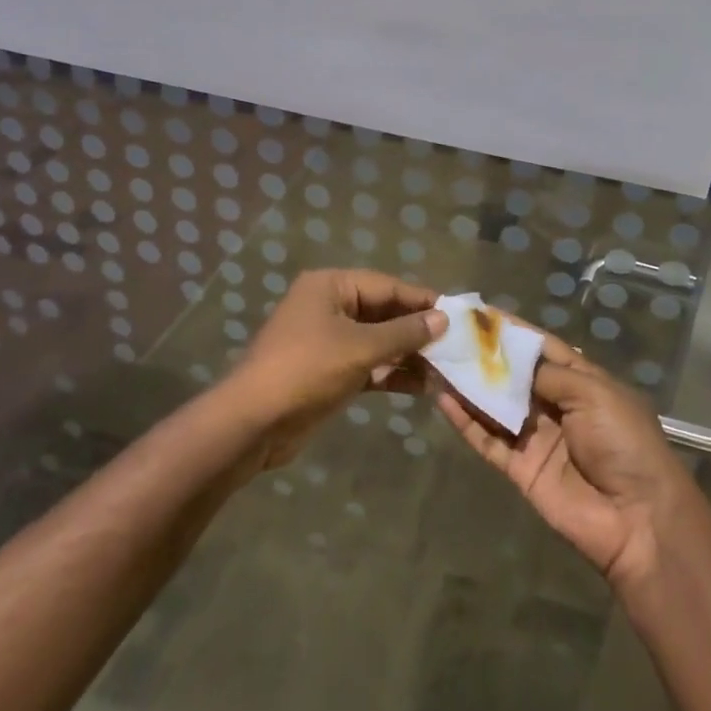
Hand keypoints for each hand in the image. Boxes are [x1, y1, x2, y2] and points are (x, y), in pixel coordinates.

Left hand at [225, 268, 445, 467]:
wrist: (253, 424)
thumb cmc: (306, 370)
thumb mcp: (360, 348)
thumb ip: (404, 333)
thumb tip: (443, 318)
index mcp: (331, 286)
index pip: (387, 286)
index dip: (422, 300)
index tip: (458, 313)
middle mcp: (330, 307)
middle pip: (384, 313)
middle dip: (418, 330)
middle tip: (457, 343)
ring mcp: (328, 341)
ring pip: (379, 341)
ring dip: (409, 355)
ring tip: (447, 367)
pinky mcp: (329, 372)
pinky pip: (369, 365)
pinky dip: (392, 373)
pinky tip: (423, 386)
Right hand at [438, 335, 701, 591]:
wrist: (638, 519)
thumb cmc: (623, 442)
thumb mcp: (593, 394)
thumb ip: (549, 374)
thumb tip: (512, 361)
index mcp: (582, 381)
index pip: (542, 348)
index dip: (513, 331)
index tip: (479, 312)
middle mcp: (556, 405)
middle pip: (514, 376)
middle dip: (485, 357)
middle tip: (448, 334)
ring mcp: (536, 438)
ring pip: (495, 406)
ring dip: (469, 386)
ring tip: (437, 360)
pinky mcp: (520, 469)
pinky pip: (488, 440)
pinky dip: (466, 422)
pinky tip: (443, 400)